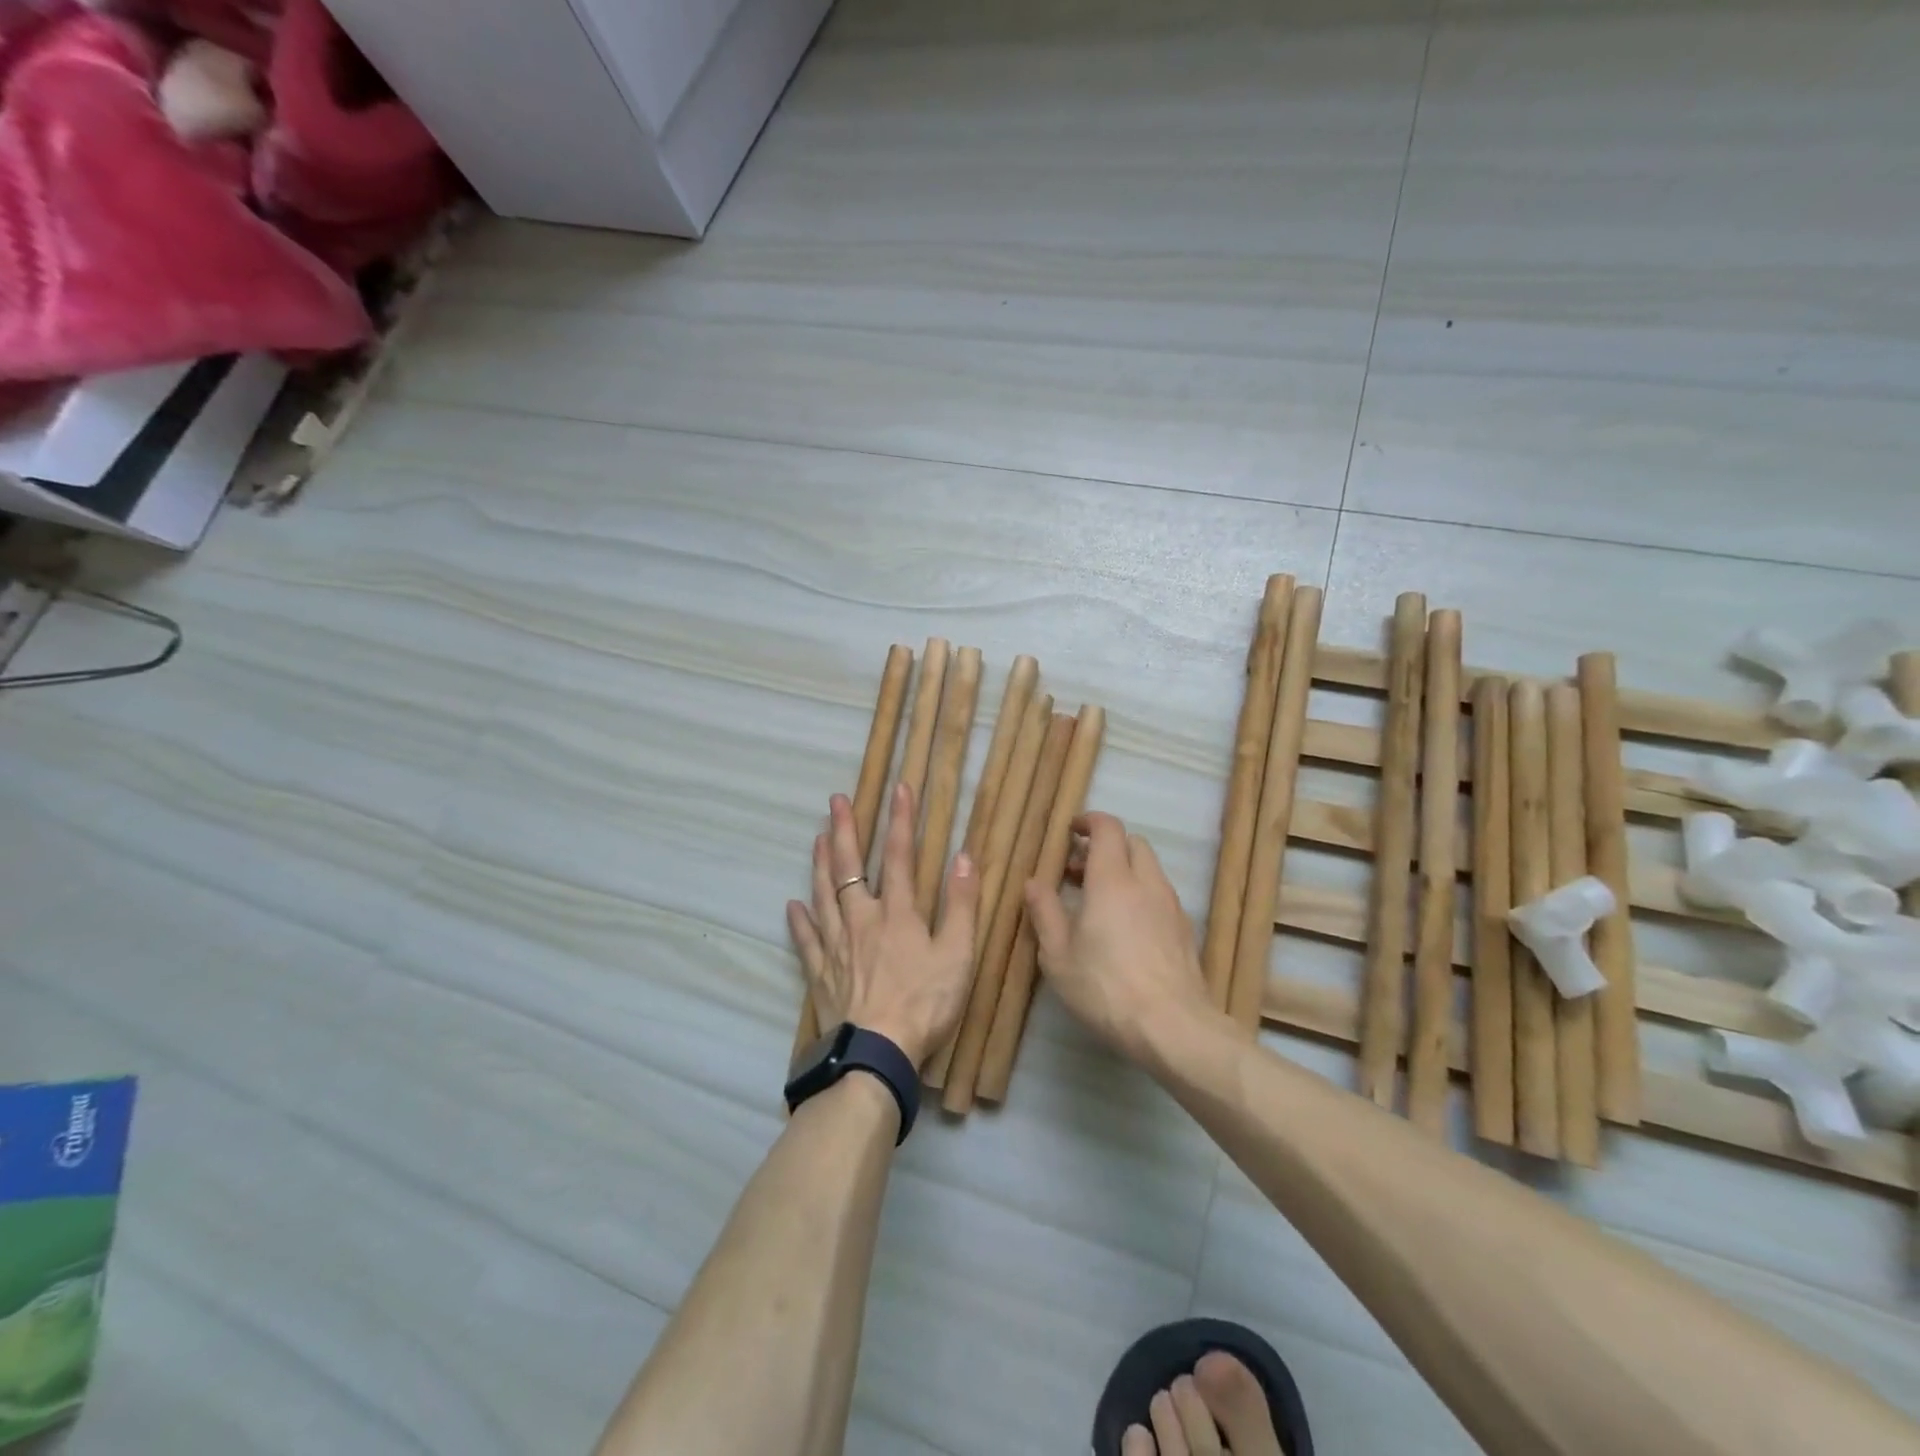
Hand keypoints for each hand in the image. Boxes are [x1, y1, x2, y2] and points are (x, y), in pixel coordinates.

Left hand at [787, 783, 979, 1069]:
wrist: (877, 1053)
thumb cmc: (925, 1003)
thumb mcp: (958, 954)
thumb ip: (962, 905)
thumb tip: (964, 857)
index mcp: (897, 913)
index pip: (898, 856)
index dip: (901, 820)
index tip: (899, 788)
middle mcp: (862, 920)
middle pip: (849, 868)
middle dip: (844, 830)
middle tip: (835, 800)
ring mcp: (837, 946)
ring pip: (823, 895)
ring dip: (820, 864)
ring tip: (817, 838)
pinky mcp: (821, 974)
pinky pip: (806, 941)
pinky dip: (799, 922)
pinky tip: (792, 906)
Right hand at [1024, 812, 1217, 1066]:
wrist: (1173, 1026)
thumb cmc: (1105, 987)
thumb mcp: (1058, 954)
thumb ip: (1044, 912)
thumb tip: (1034, 882)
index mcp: (1112, 879)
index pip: (1108, 828)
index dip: (1089, 822)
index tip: (1071, 832)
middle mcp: (1146, 883)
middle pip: (1132, 843)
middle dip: (1106, 846)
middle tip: (1079, 870)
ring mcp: (1171, 906)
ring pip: (1149, 869)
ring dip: (1124, 871)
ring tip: (1098, 901)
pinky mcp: (1185, 930)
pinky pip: (1160, 895)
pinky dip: (1140, 894)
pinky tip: (1125, 928)